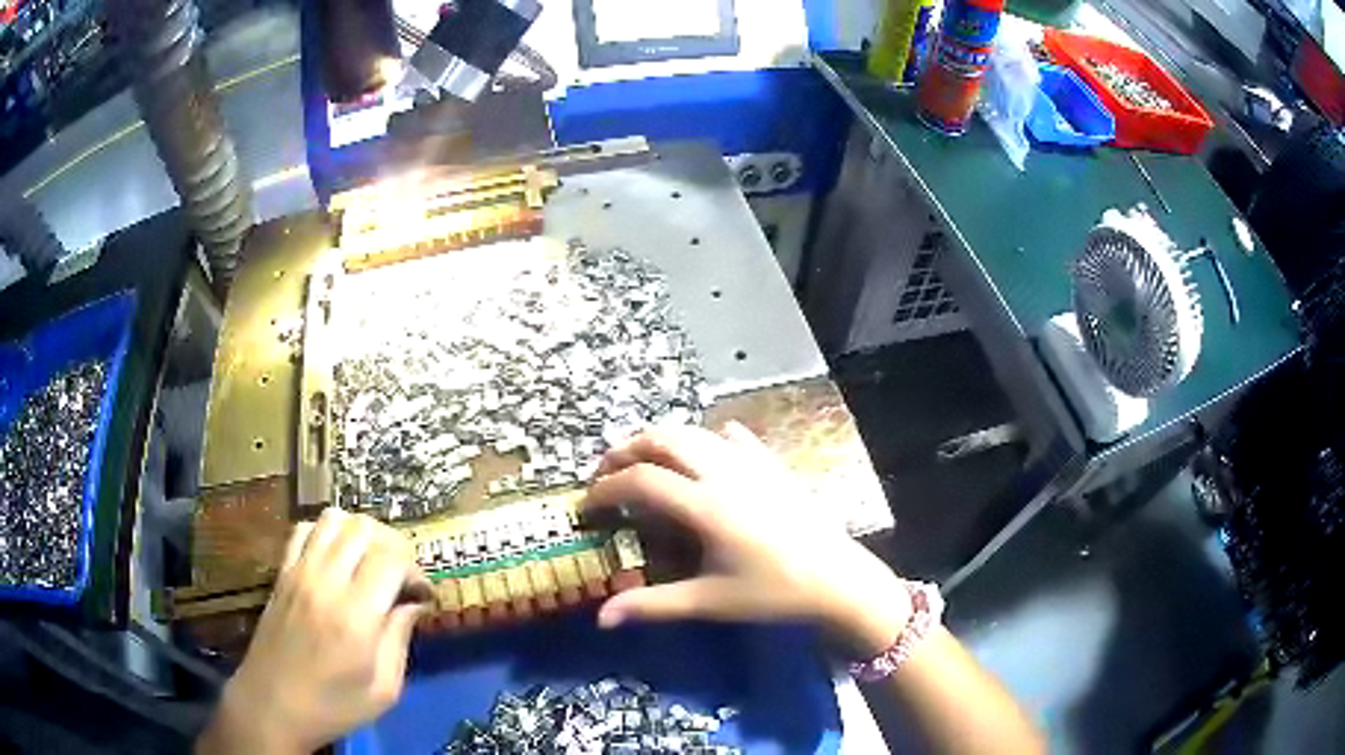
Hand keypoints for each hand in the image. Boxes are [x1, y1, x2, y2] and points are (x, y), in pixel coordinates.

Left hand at [198, 508, 429, 754]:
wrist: (272, 705)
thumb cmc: (334, 706)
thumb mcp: (383, 689)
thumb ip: (400, 639)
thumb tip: (415, 603)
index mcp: (355, 616)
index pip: (392, 558)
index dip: (415, 568)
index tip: (422, 594)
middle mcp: (325, 582)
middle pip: (365, 528)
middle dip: (393, 545)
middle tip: (400, 577)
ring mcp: (298, 572)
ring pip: (334, 519)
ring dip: (360, 533)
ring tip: (369, 563)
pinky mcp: (281, 572)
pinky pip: (304, 529)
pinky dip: (326, 533)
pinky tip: (335, 559)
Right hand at [585, 423, 910, 656]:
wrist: (838, 578)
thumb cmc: (774, 592)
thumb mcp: (710, 601)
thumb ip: (653, 605)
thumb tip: (602, 618)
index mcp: (706, 505)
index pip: (640, 481)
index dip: (605, 489)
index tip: (586, 506)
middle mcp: (724, 472)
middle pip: (663, 439)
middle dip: (625, 451)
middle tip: (606, 476)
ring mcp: (751, 463)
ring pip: (694, 432)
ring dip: (659, 441)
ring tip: (643, 466)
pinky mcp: (771, 464)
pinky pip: (731, 437)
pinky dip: (705, 441)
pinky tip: (702, 459)